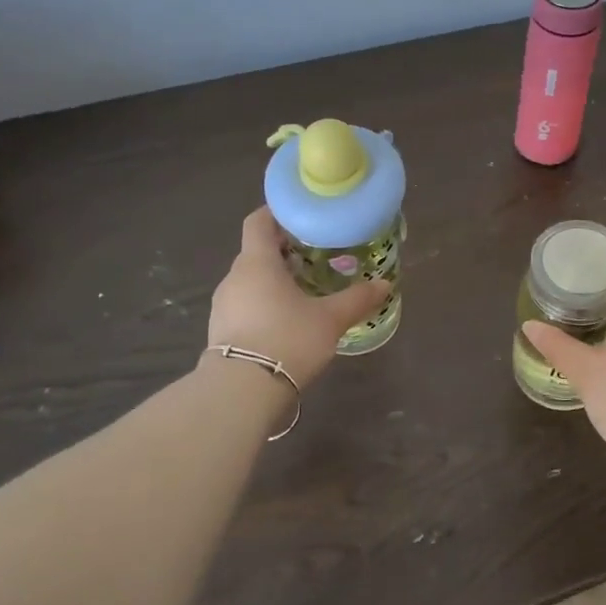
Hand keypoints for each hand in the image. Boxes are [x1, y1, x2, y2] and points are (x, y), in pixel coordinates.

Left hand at [206, 208, 390, 385]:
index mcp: (257, 262)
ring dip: (274, 280)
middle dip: (284, 251)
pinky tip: (286, 321)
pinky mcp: (220, 330)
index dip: (277, 213)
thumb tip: (385, 284)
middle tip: (315, 257)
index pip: (258, 221)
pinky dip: (264, 303)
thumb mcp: (330, 319)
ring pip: (250, 280)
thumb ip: (357, 299)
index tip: (301, 217)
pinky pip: (244, 305)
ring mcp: (223, 305)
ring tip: (305, 291)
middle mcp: (234, 277)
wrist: (241, 391)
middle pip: (257, 251)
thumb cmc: (287, 339)